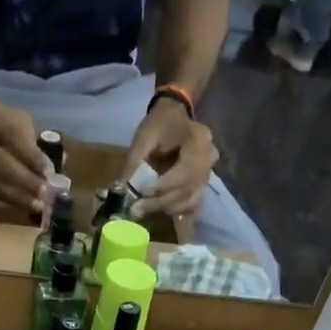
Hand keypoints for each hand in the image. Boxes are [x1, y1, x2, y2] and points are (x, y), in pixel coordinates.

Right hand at [0, 96, 49, 221]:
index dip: (31, 156)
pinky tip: (15, 208)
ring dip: (15, 198)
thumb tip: (55, 165)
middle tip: (44, 196)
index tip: (48, 173)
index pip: (10, 134)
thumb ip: (32, 139)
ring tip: (35, 206)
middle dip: (24, 181)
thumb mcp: (12, 118)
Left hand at [121, 99, 217, 220]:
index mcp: (198, 140)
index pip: (185, 171)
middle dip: (161, 202)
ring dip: (167, 209)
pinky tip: (161, 213)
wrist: (176, 116)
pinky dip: (177, 212)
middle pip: (188, 189)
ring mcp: (209, 174)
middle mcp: (209, 159)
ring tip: (145, 209)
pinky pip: (193, 205)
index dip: (164, 186)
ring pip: (191, 201)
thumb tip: (120, 191)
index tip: (143, 193)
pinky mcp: (202, 185)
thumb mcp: (144, 137)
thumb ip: (134, 162)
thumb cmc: (160, 124)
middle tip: (137, 209)